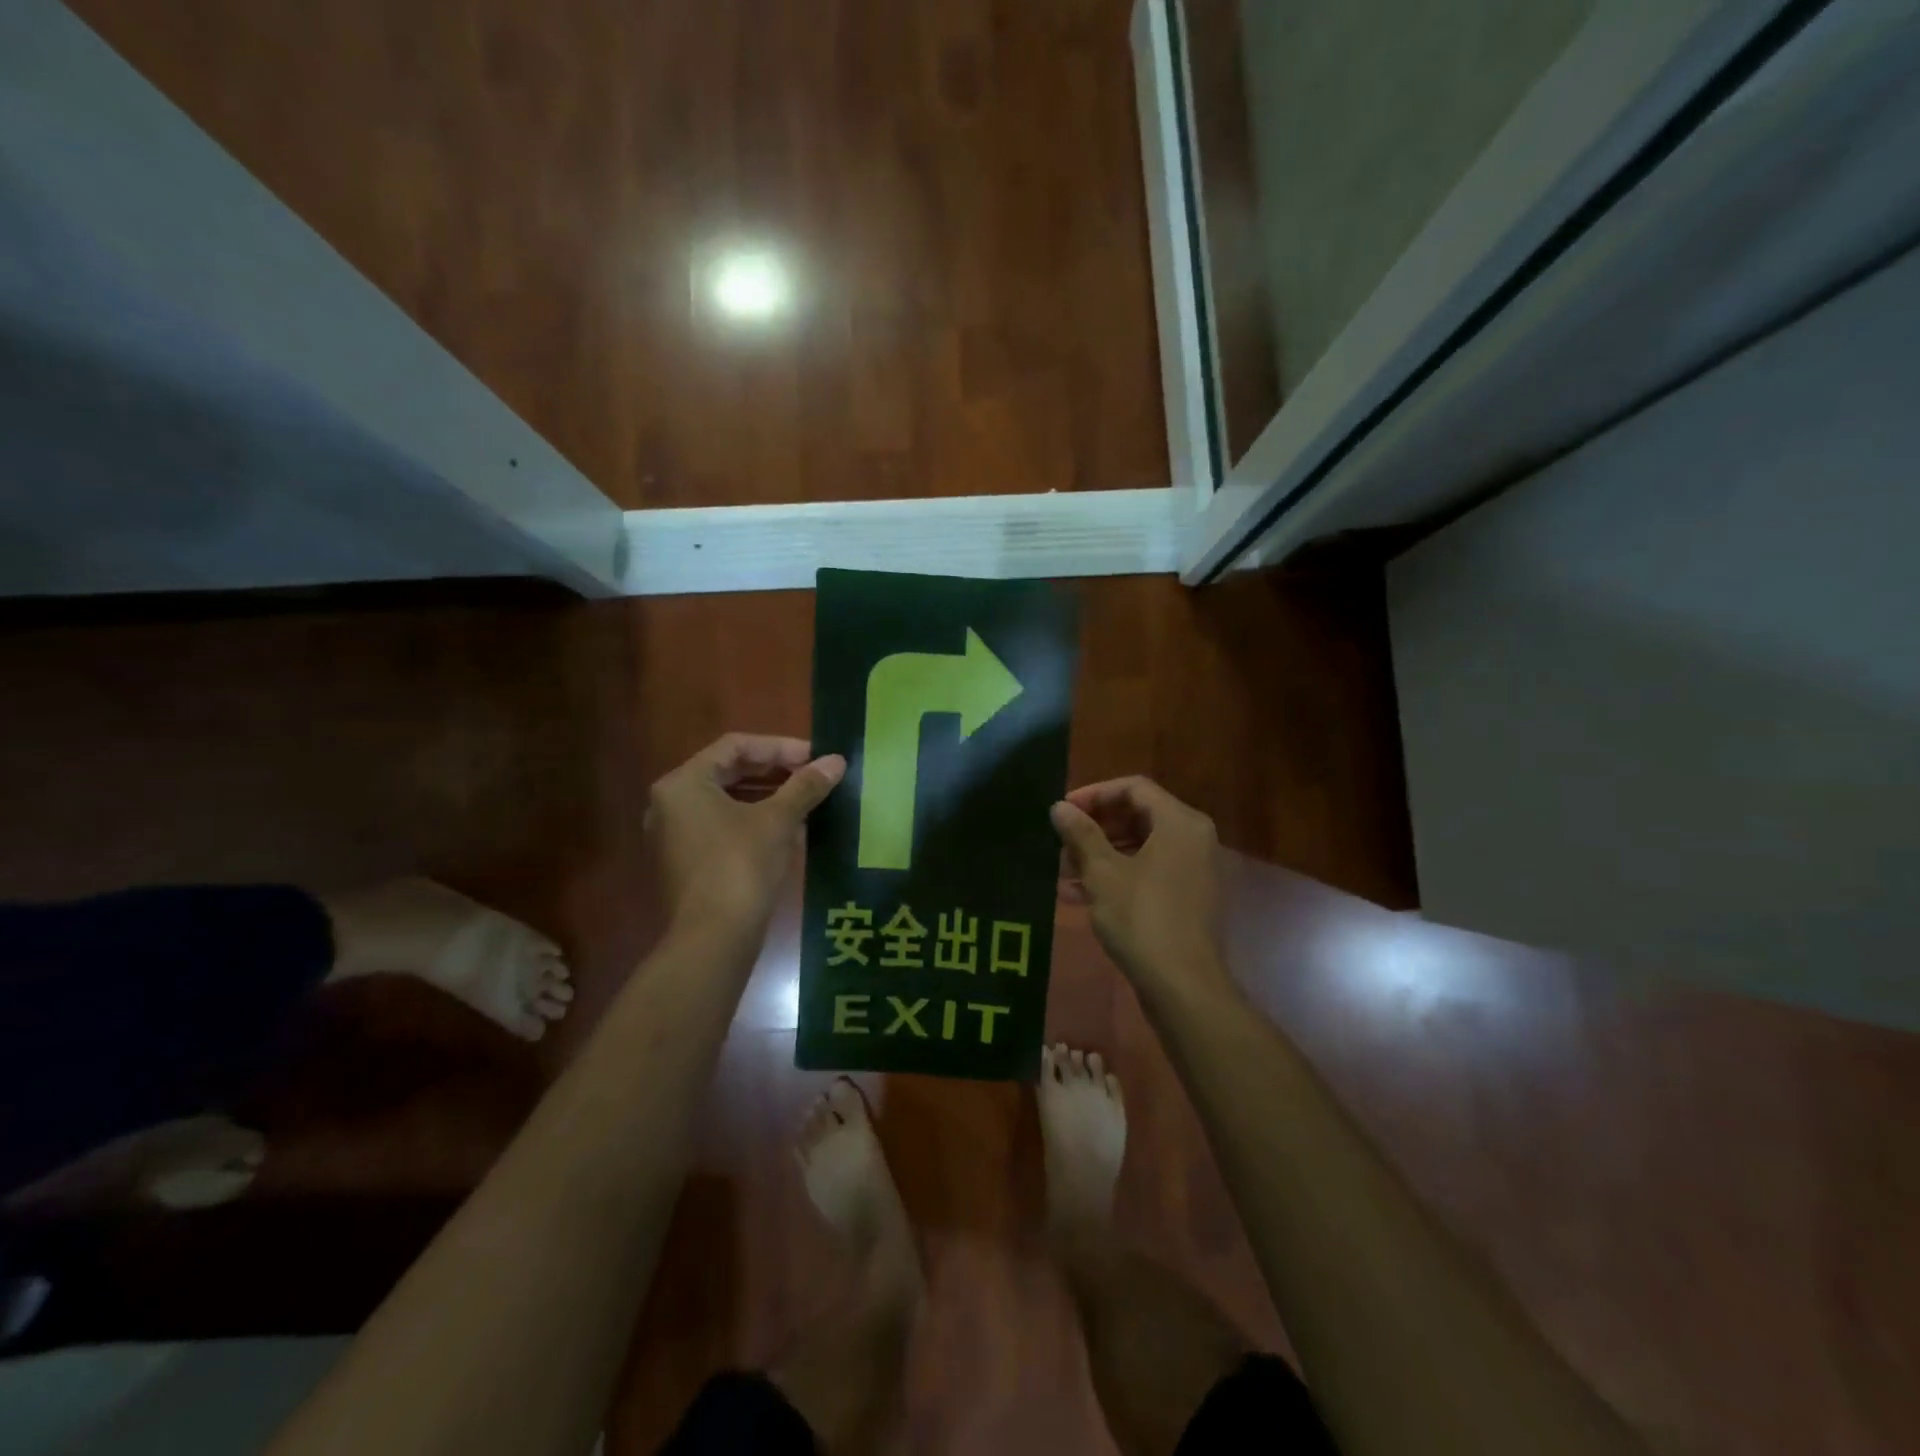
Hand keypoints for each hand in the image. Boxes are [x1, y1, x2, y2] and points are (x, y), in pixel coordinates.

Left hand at [647, 734, 845, 932]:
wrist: (714, 938)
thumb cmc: (742, 865)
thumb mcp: (778, 820)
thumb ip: (805, 785)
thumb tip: (836, 761)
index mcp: (684, 783)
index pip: (736, 746)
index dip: (780, 747)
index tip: (815, 757)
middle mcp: (670, 803)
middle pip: (728, 771)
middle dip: (774, 771)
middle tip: (813, 774)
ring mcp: (674, 835)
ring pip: (726, 801)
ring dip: (767, 795)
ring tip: (806, 798)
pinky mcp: (685, 862)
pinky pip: (721, 826)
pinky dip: (753, 820)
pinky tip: (788, 828)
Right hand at [1052, 776, 1227, 991]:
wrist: (1182, 985)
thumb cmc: (1141, 917)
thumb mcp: (1102, 872)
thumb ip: (1080, 834)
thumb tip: (1059, 807)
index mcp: (1180, 822)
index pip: (1133, 788)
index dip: (1094, 794)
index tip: (1063, 811)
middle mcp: (1193, 839)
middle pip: (1137, 816)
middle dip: (1094, 828)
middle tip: (1060, 842)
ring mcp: (1193, 870)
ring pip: (1140, 847)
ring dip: (1100, 854)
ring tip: (1062, 870)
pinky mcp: (1186, 898)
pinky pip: (1148, 872)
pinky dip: (1116, 876)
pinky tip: (1078, 894)